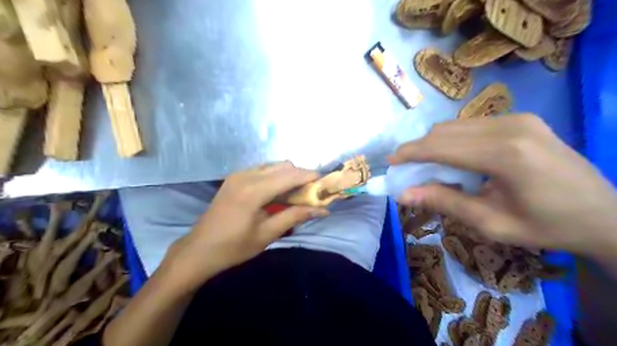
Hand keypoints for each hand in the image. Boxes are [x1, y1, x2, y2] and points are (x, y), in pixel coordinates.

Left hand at [161, 163, 329, 291]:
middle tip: (312, 193)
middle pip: (283, 166)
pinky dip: (276, 176)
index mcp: (253, 190)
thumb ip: (295, 216)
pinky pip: (262, 169)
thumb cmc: (234, 247)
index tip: (326, 183)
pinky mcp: (234, 178)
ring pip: (273, 165)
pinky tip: (277, 193)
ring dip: (289, 176)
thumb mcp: (267, 234)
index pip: (290, 175)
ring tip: (296, 194)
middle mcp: (246, 175)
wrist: (199, 250)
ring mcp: (238, 174)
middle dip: (301, 176)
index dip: (310, 176)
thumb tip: (322, 210)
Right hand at [390, 115, 616, 260]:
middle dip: (419, 148)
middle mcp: (511, 126)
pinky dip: (454, 140)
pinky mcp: (522, 119)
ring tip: (429, 167)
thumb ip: (444, 202)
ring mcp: (518, 118)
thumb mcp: (491, 223)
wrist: (604, 215)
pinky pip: (472, 125)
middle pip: (445, 131)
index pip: (441, 145)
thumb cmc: (547, 226)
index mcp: (505, 154)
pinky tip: (456, 159)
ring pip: (456, 125)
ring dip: (435, 144)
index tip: (390, 162)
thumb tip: (403, 194)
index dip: (410, 153)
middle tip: (408, 170)